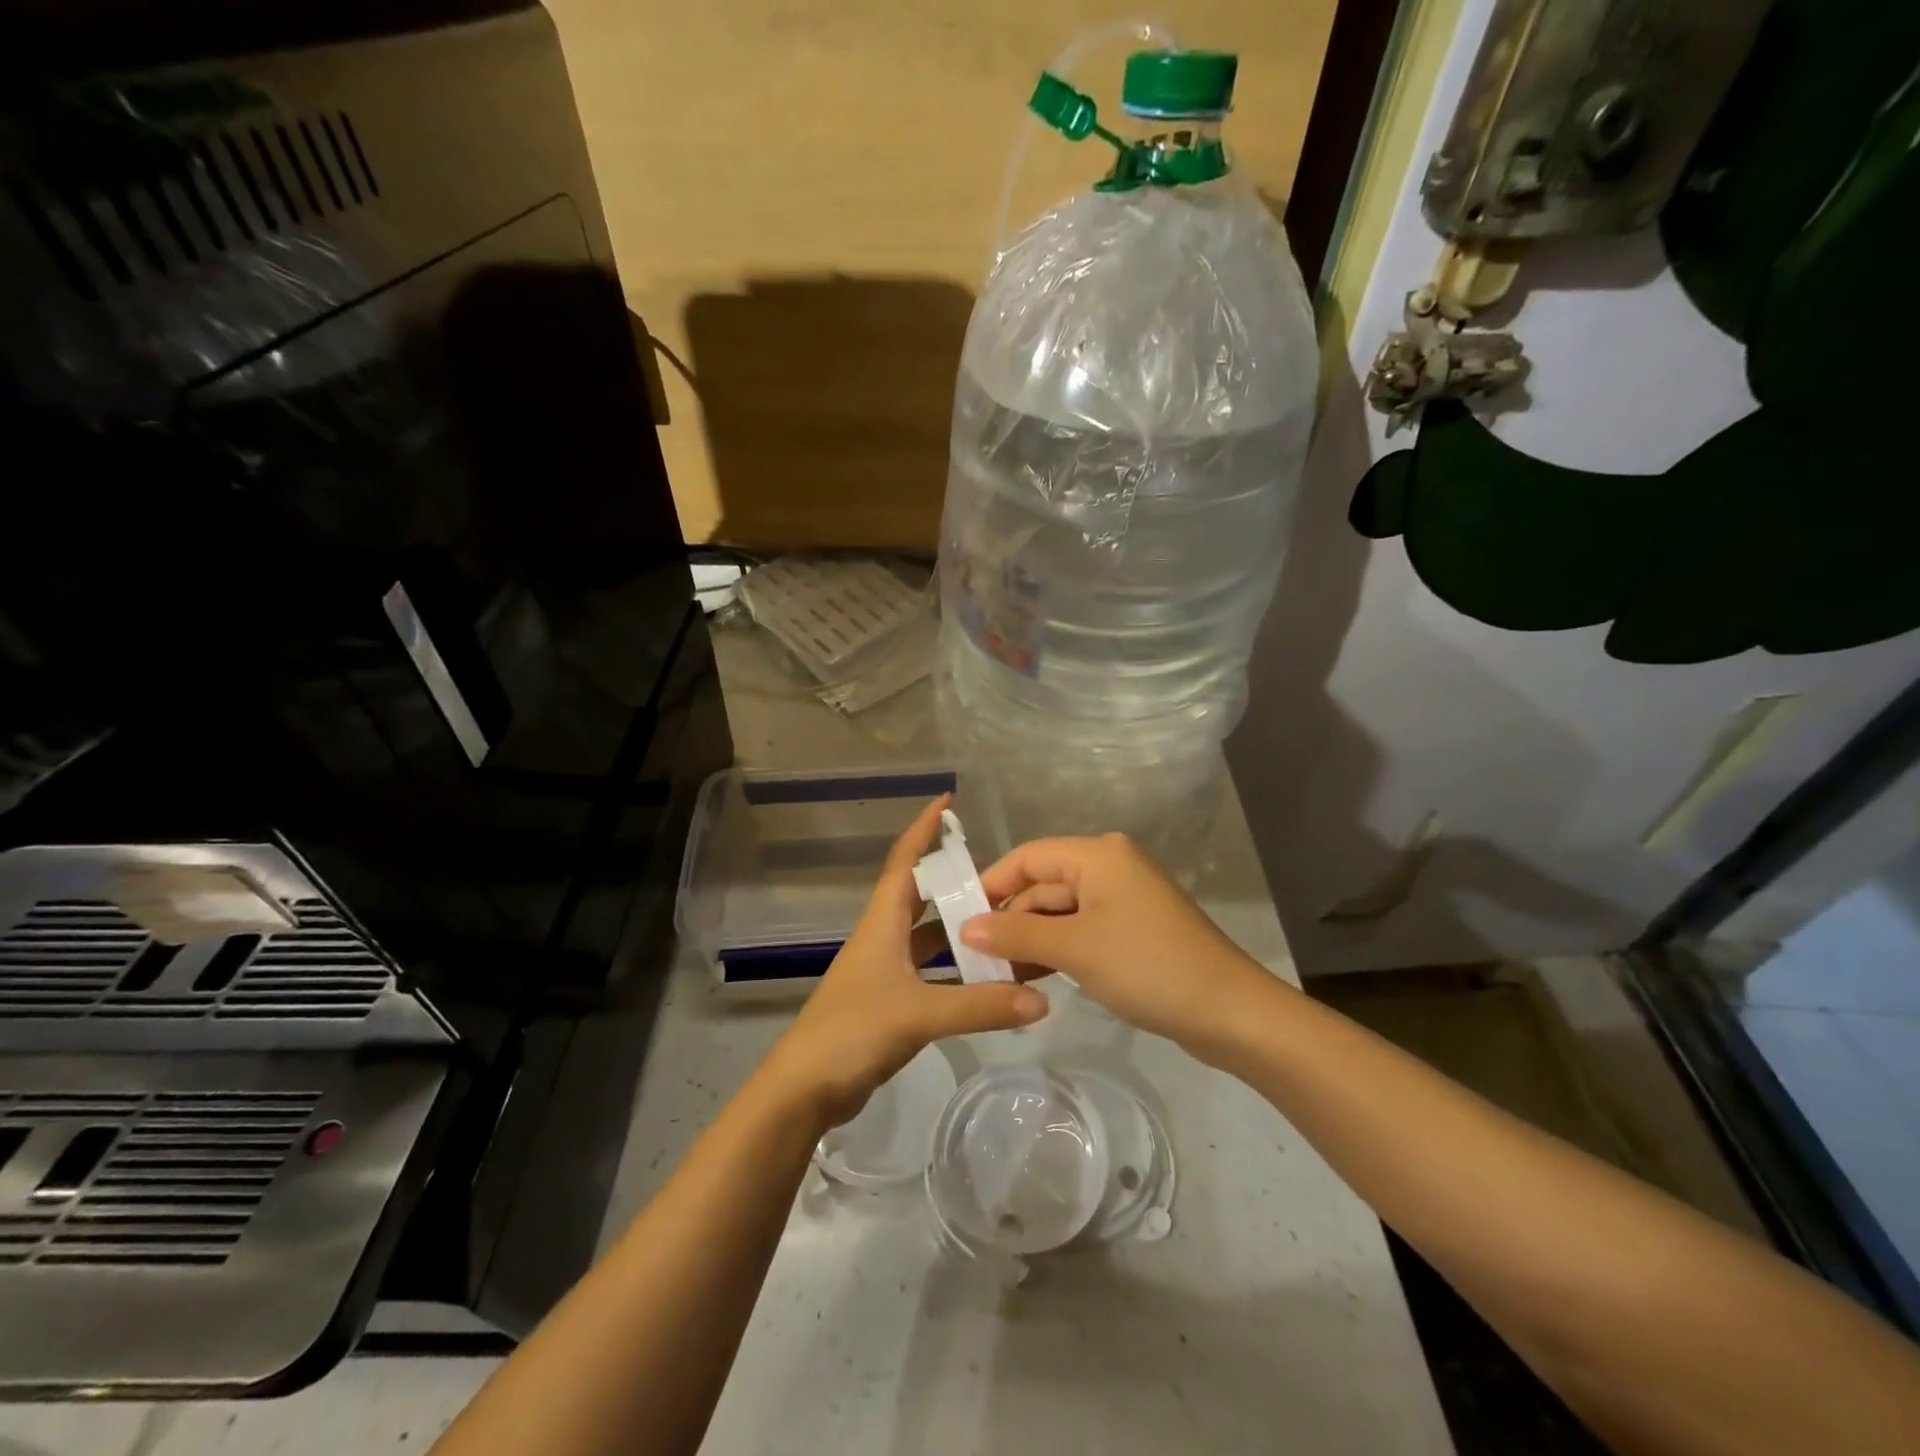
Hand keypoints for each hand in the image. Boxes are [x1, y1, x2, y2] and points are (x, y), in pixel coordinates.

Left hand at [760, 797, 1049, 1128]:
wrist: (804, 1089)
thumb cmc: (853, 1031)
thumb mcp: (919, 1013)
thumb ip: (981, 1005)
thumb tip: (1042, 1000)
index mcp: (882, 923)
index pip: (904, 861)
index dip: (923, 829)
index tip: (947, 802)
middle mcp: (883, 937)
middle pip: (921, 896)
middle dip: (955, 881)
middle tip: (1002, 876)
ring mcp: (885, 971)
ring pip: (929, 938)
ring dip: (961, 930)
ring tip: (1005, 923)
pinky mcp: (890, 1002)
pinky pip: (931, 973)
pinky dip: (957, 971)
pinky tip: (988, 979)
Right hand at [959, 832, 1275, 1057]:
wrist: (1229, 1013)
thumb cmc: (1147, 966)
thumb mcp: (1075, 949)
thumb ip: (1017, 934)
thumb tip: (965, 928)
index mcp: (1098, 855)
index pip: (1028, 857)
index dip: (991, 884)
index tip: (959, 918)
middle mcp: (1109, 867)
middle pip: (1043, 885)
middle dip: (1010, 919)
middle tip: (973, 957)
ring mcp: (1123, 900)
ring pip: (1061, 911)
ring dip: (1030, 939)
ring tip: (995, 972)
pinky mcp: (1131, 930)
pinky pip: (1081, 930)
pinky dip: (1057, 949)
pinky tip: (1032, 976)